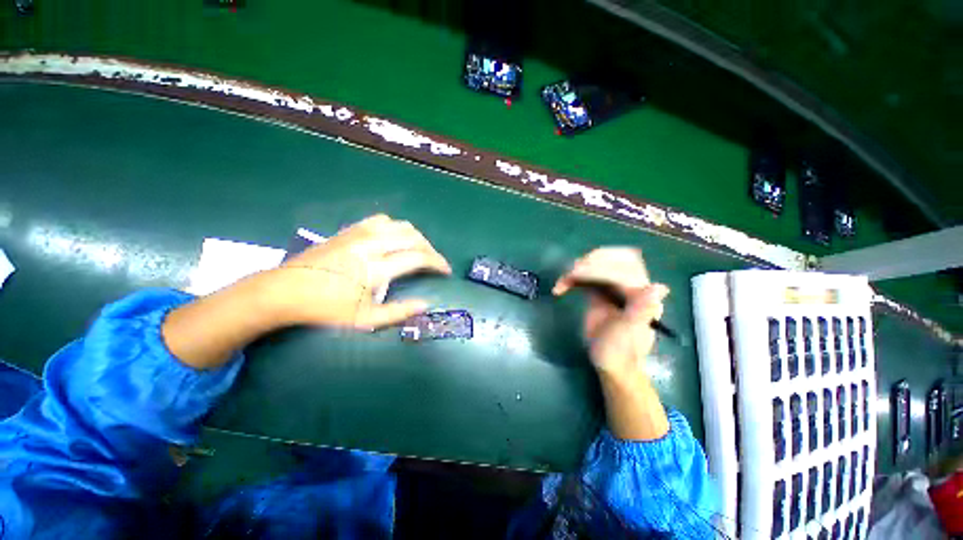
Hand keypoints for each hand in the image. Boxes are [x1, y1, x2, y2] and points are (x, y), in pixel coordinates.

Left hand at [266, 214, 451, 328]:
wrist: (284, 291)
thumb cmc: (325, 309)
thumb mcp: (364, 319)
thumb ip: (399, 312)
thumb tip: (425, 305)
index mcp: (376, 268)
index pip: (419, 257)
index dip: (438, 263)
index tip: (445, 271)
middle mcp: (371, 245)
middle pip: (413, 238)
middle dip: (431, 250)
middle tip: (435, 263)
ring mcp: (360, 233)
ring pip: (400, 225)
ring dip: (416, 237)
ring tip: (419, 251)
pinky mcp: (350, 230)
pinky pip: (381, 220)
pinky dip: (396, 228)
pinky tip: (394, 239)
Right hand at [553, 247, 669, 376]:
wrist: (612, 363)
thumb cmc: (619, 352)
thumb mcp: (628, 335)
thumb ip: (641, 311)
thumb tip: (660, 286)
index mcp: (641, 295)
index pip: (622, 270)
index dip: (597, 269)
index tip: (575, 275)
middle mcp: (632, 286)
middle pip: (616, 259)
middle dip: (591, 262)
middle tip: (571, 275)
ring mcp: (616, 288)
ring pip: (601, 263)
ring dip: (580, 268)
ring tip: (564, 282)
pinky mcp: (602, 291)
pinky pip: (589, 275)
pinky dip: (573, 277)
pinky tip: (562, 287)